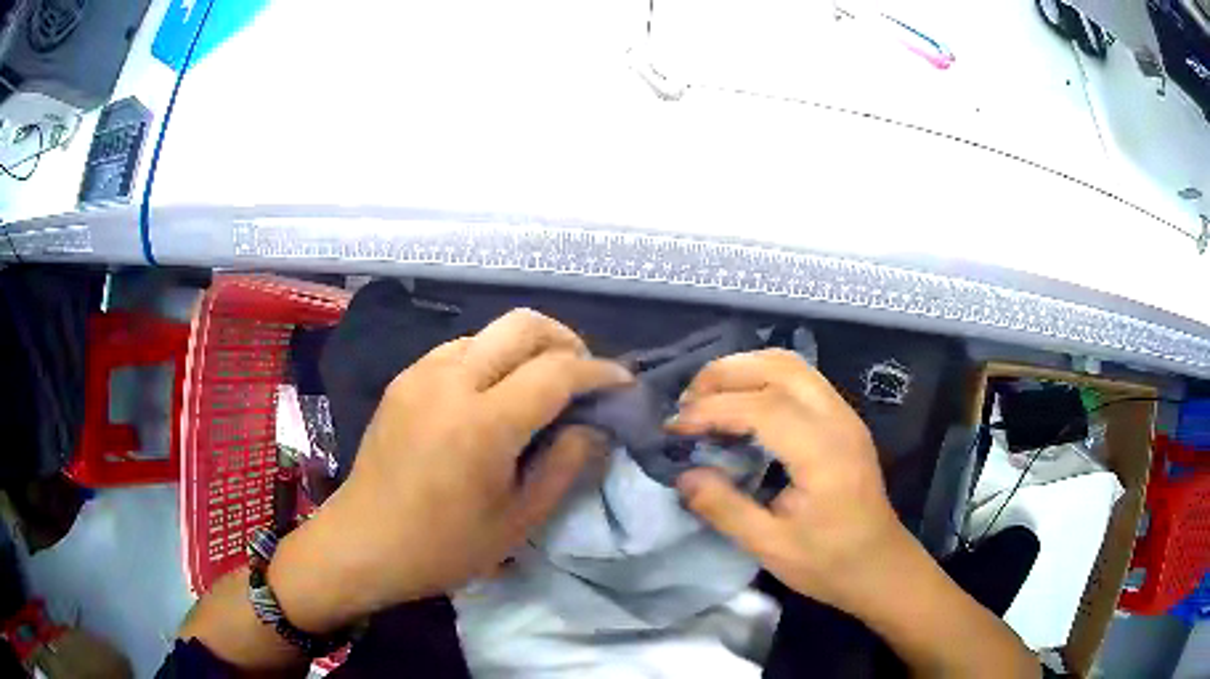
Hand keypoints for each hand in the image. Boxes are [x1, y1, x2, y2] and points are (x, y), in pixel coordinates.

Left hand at [270, 309, 630, 631]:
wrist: (364, 543)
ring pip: (490, 331)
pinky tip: (494, 393)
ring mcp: (421, 374)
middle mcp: (451, 381)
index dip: (599, 371)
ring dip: (527, 347)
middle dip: (566, 340)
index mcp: (483, 423)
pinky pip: (460, 348)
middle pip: (523, 325)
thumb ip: (565, 466)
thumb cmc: (443, 546)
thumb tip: (594, 427)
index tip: (622, 383)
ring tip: (541, 385)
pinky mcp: (403, 379)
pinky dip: (491, 357)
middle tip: (583, 376)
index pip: (557, 371)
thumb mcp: (518, 520)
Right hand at [669, 349, 913, 616]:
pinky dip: (764, 376)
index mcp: (824, 454)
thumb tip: (683, 475)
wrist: (881, 566)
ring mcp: (845, 414)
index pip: (763, 408)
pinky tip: (742, 402)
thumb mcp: (770, 547)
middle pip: (780, 367)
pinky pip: (801, 377)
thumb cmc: (829, 563)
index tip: (675, 426)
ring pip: (792, 364)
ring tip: (707, 395)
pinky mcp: (844, 419)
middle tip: (687, 400)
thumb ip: (725, 509)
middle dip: (726, 373)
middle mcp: (838, 420)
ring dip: (745, 368)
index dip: (713, 409)